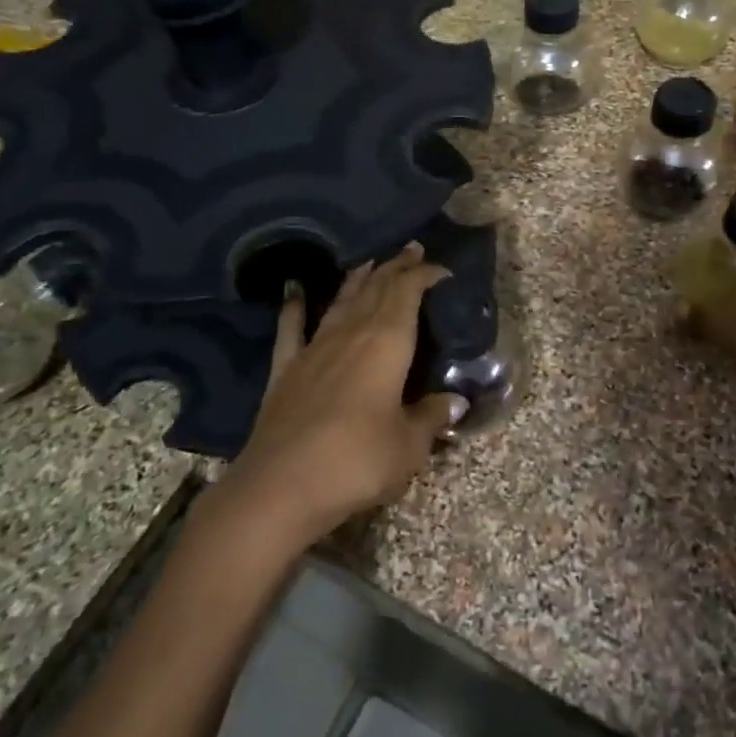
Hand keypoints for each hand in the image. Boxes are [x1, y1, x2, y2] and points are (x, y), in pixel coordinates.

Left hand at [221, 244, 465, 551]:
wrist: (281, 486)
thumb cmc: (357, 461)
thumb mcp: (409, 445)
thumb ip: (431, 417)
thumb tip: (454, 401)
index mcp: (386, 343)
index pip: (408, 293)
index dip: (424, 275)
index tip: (442, 270)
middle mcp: (351, 334)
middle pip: (376, 289)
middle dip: (396, 268)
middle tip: (411, 251)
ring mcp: (314, 348)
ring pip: (341, 301)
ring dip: (358, 279)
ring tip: (371, 262)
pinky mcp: (285, 369)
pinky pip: (291, 328)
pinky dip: (295, 306)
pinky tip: (294, 290)